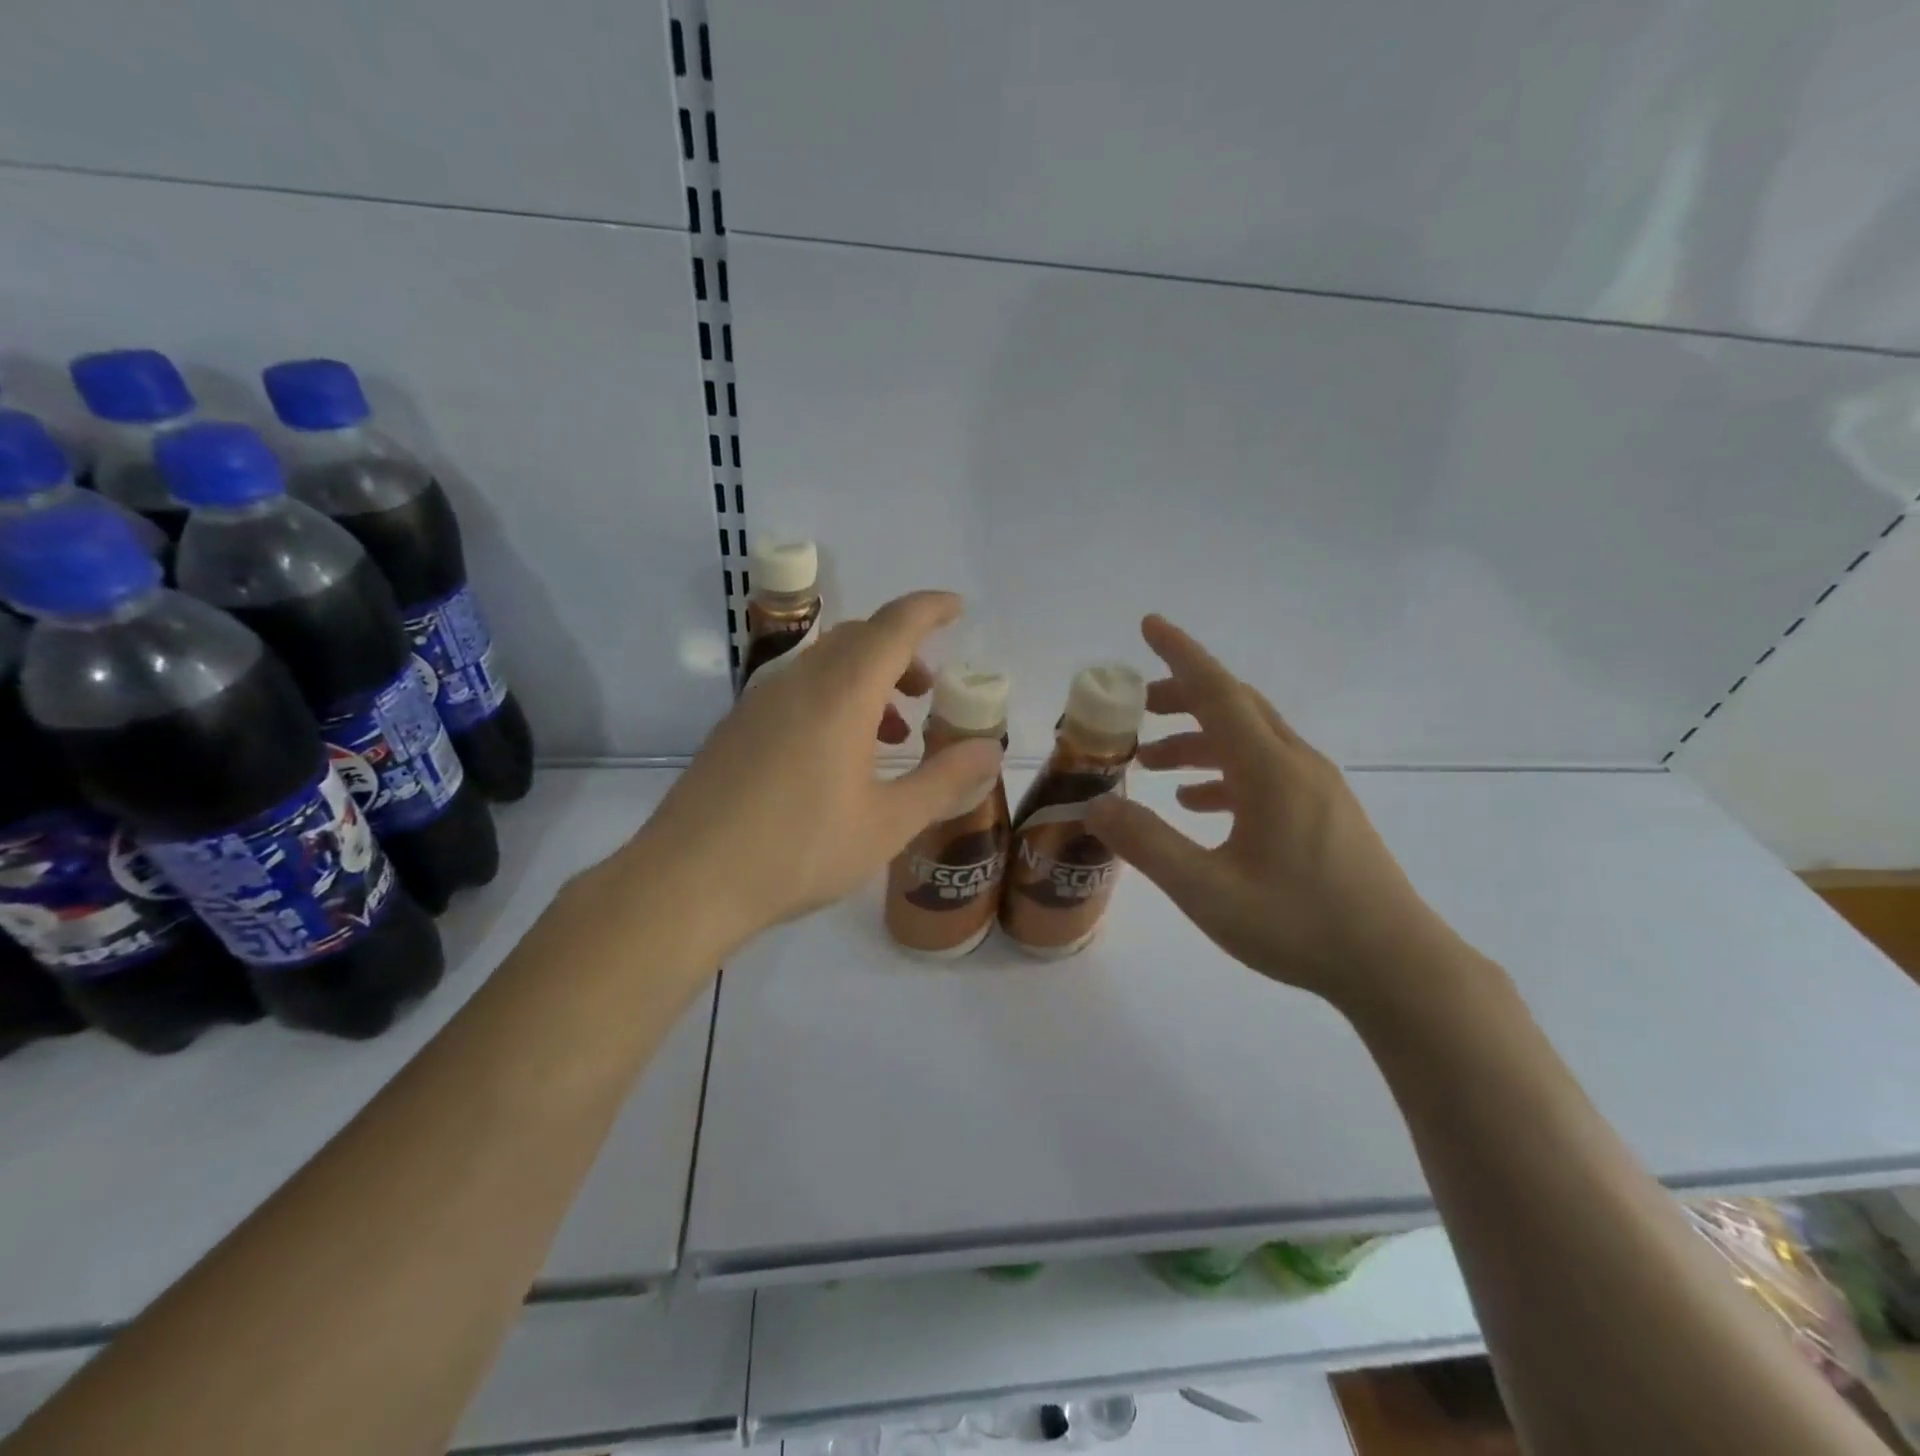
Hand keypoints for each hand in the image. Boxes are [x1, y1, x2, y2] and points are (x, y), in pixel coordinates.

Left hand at [635, 591, 1005, 953]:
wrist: (688, 881)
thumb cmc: (799, 850)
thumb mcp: (887, 823)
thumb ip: (944, 781)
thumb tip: (990, 749)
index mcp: (842, 694)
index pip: (894, 626)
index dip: (930, 609)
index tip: (957, 607)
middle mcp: (798, 681)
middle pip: (858, 638)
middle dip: (901, 651)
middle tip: (928, 690)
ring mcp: (760, 701)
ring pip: (825, 663)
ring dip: (867, 678)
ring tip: (891, 731)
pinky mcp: (737, 726)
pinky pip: (797, 688)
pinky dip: (833, 697)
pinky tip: (837, 755)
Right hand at [1084, 616, 1464, 1012]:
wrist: (1396, 967)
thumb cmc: (1299, 925)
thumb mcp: (1207, 891)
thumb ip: (1147, 844)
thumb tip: (1095, 806)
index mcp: (1270, 770)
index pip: (1218, 692)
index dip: (1181, 655)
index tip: (1150, 625)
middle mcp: (1296, 765)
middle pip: (1234, 707)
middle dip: (1182, 698)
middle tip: (1136, 711)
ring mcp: (1316, 788)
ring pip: (1250, 740)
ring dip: (1199, 740)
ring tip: (1154, 765)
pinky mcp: (1325, 813)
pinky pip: (1267, 771)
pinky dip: (1226, 773)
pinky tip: (1200, 805)